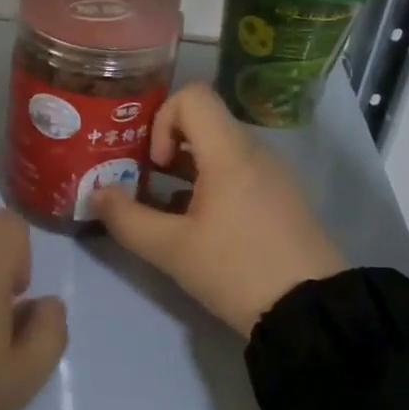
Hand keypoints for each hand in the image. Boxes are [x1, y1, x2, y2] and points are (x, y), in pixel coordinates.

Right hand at [91, 82, 346, 337]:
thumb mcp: (171, 250)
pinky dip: (210, 185)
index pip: (192, 96)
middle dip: (164, 147)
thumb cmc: (237, 270)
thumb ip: (126, 218)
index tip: (154, 164)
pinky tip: (198, 226)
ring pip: (218, 149)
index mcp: (230, 152)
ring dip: (185, 170)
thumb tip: (95, 195)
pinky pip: (238, 172)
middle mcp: (255, 152)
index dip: (162, 120)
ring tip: (164, 208)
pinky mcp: (281, 198)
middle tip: (143, 183)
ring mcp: (273, 174)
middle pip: (202, 123)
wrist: (313, 313)